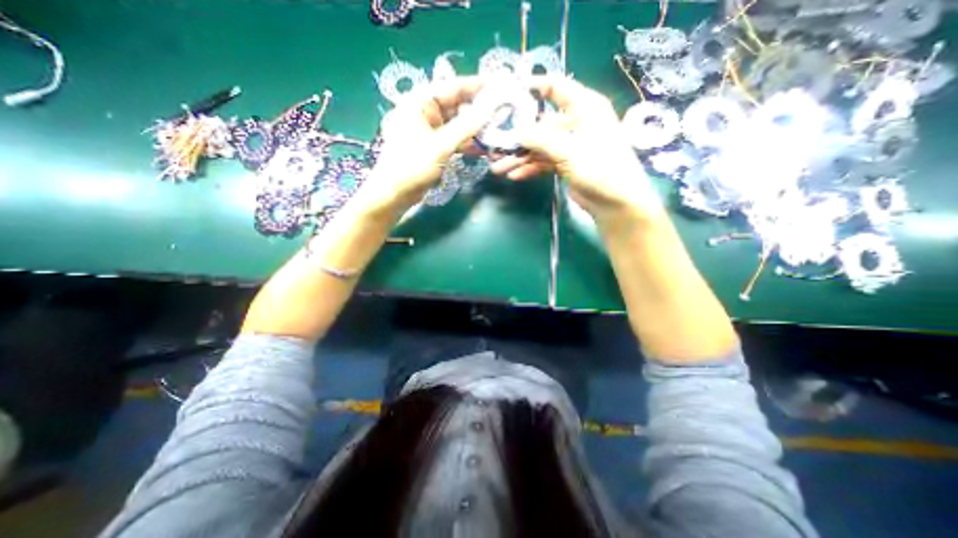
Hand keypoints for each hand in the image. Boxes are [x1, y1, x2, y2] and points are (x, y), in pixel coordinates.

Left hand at [361, 75, 490, 213]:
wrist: (395, 193)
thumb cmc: (412, 165)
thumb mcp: (441, 145)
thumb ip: (466, 127)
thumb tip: (489, 109)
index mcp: (420, 101)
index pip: (452, 86)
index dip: (476, 86)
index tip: (499, 86)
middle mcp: (424, 111)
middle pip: (456, 105)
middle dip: (478, 110)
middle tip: (502, 113)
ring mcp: (428, 129)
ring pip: (456, 123)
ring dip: (474, 129)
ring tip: (496, 131)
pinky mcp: (432, 145)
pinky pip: (452, 138)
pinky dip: (466, 142)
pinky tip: (482, 148)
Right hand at [486, 75, 668, 221]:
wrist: (615, 203)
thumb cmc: (601, 169)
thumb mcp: (570, 151)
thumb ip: (542, 139)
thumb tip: (516, 132)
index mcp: (584, 107)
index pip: (556, 87)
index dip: (532, 87)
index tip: (508, 93)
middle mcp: (576, 122)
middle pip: (541, 123)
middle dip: (519, 136)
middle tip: (497, 145)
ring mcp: (570, 145)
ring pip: (540, 146)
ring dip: (521, 157)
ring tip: (500, 168)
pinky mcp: (566, 164)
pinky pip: (544, 162)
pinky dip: (530, 168)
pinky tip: (515, 175)